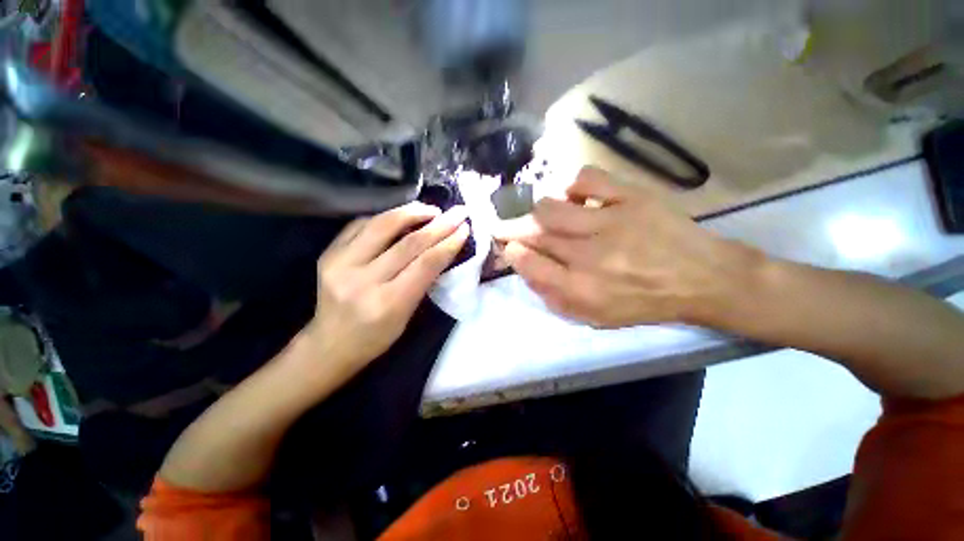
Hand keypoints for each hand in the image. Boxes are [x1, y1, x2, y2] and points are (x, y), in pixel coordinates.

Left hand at [306, 202, 468, 367]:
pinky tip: (401, 216)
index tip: (464, 228)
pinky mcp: (328, 253)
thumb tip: (442, 248)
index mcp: (388, 303)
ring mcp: (340, 264)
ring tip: (432, 210)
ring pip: (382, 225)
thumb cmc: (376, 338)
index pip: (425, 264)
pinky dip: (386, 217)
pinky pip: (361, 224)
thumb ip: (423, 281)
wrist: (329, 344)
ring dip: (412, 212)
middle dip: (439, 224)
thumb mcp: (407, 316)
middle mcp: (362, 281)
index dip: (448, 243)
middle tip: (457, 212)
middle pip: (408, 243)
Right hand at [495, 166, 757, 327]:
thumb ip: (555, 298)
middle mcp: (590, 256)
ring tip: (545, 216)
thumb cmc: (643, 302)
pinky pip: (587, 179)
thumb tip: (526, 271)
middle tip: (507, 226)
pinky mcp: (632, 197)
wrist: (701, 278)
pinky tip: (576, 197)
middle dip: (513, 229)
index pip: (530, 265)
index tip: (507, 246)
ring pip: (552, 207)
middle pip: (535, 233)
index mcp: (582, 289)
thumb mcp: (596, 316)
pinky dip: (572, 186)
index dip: (512, 253)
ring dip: (539, 211)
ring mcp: (611, 222)